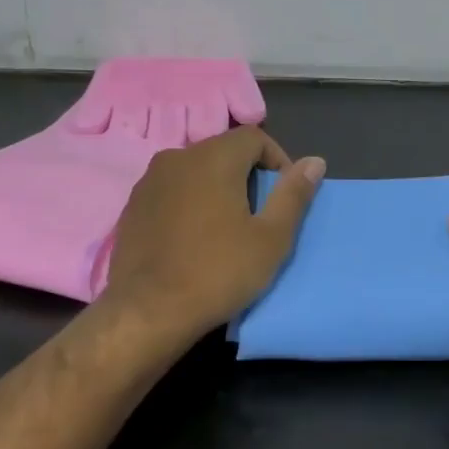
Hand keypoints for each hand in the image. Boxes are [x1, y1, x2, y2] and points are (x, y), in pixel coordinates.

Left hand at [104, 128, 323, 338]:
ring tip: (227, 230)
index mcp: (213, 157)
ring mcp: (149, 181)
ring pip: (196, 171)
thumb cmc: (218, 272)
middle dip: (247, 175)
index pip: (254, 136)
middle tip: (259, 217)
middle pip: (223, 151)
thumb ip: (293, 195)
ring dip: (217, 189)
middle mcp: (177, 157)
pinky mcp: (133, 206)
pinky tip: (194, 239)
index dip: (277, 160)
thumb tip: (315, 162)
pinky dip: (190, 203)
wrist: (148, 312)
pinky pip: (172, 191)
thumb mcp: (271, 238)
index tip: (283, 197)